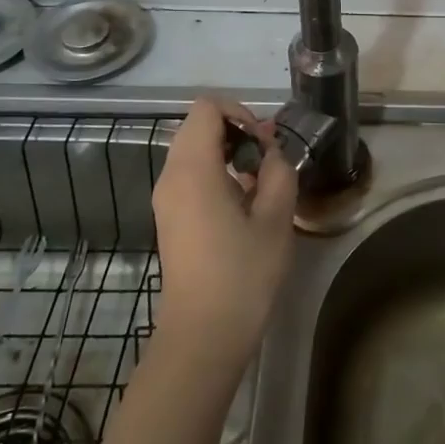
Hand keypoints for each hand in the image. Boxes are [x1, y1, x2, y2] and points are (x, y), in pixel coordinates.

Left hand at [152, 96, 297, 369]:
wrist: (203, 335)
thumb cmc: (242, 274)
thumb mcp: (276, 217)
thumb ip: (278, 171)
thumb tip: (270, 151)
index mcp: (193, 169)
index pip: (207, 108)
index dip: (240, 113)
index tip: (265, 142)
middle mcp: (171, 176)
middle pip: (198, 126)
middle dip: (236, 132)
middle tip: (269, 160)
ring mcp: (166, 199)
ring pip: (194, 151)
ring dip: (228, 153)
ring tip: (261, 183)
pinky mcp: (170, 218)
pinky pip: (190, 175)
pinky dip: (217, 173)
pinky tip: (244, 204)